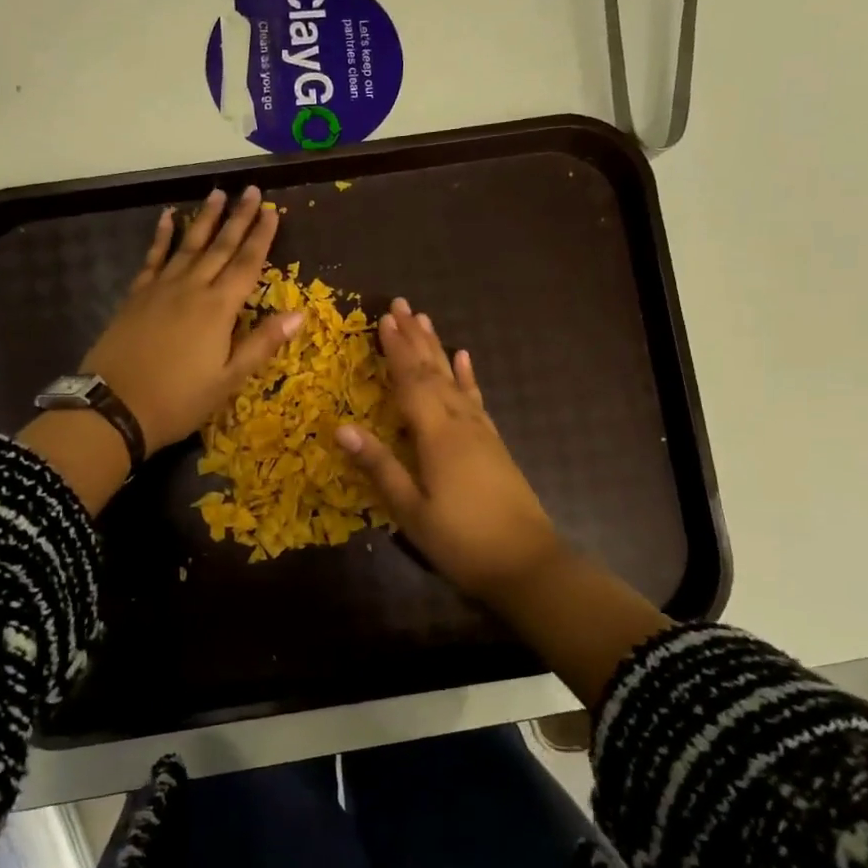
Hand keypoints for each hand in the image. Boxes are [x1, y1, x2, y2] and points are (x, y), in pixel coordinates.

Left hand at [82, 187, 303, 453]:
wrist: (114, 407)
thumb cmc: (179, 400)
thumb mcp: (228, 380)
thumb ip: (262, 343)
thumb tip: (299, 314)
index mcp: (218, 309)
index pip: (247, 264)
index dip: (262, 237)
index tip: (273, 210)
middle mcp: (191, 289)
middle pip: (220, 246)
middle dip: (239, 218)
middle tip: (251, 190)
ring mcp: (160, 289)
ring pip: (188, 245)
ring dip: (205, 219)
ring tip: (218, 194)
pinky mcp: (136, 296)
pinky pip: (153, 258)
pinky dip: (162, 236)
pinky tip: (167, 217)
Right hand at [335, 300, 563, 602]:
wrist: (526, 563)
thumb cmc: (461, 540)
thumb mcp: (411, 510)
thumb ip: (379, 466)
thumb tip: (341, 427)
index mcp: (437, 435)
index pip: (411, 382)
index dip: (396, 350)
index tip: (383, 319)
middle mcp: (460, 422)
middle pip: (434, 371)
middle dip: (415, 337)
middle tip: (402, 305)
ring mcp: (481, 431)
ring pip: (454, 379)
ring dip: (438, 348)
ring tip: (426, 320)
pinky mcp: (493, 442)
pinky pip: (476, 398)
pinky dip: (468, 376)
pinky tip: (465, 359)